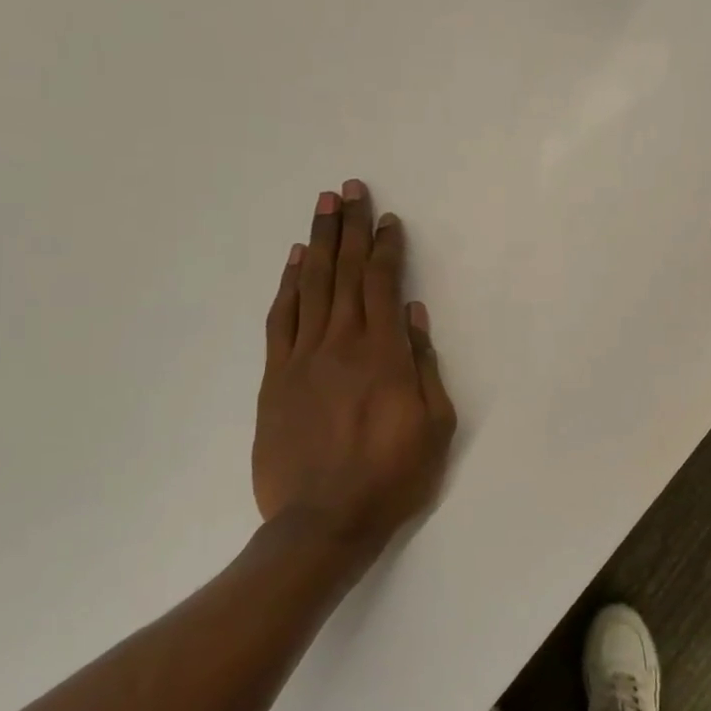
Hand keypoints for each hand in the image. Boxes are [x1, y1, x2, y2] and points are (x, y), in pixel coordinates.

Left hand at [252, 181, 456, 558]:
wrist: (323, 521)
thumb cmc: (392, 476)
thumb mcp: (435, 425)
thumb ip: (423, 365)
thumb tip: (412, 314)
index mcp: (384, 354)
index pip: (382, 284)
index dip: (386, 247)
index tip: (389, 219)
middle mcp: (341, 344)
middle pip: (345, 273)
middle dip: (350, 227)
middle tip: (349, 189)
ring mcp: (303, 358)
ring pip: (311, 286)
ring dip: (319, 242)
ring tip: (323, 207)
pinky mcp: (276, 378)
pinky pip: (281, 319)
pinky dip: (288, 285)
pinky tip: (294, 261)